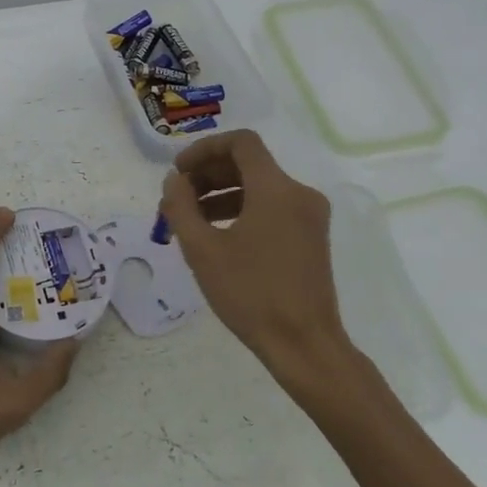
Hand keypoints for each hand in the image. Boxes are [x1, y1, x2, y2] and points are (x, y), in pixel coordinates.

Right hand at [158, 130, 371, 402]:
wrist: (304, 344)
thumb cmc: (250, 294)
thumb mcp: (202, 250)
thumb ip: (181, 207)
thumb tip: (174, 181)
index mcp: (276, 189)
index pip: (240, 142)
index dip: (204, 149)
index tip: (179, 171)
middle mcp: (299, 194)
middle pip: (249, 163)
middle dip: (208, 174)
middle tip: (177, 198)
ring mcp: (309, 216)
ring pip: (260, 187)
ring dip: (221, 194)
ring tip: (189, 220)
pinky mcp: (311, 237)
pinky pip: (272, 208)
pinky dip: (242, 210)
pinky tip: (217, 236)